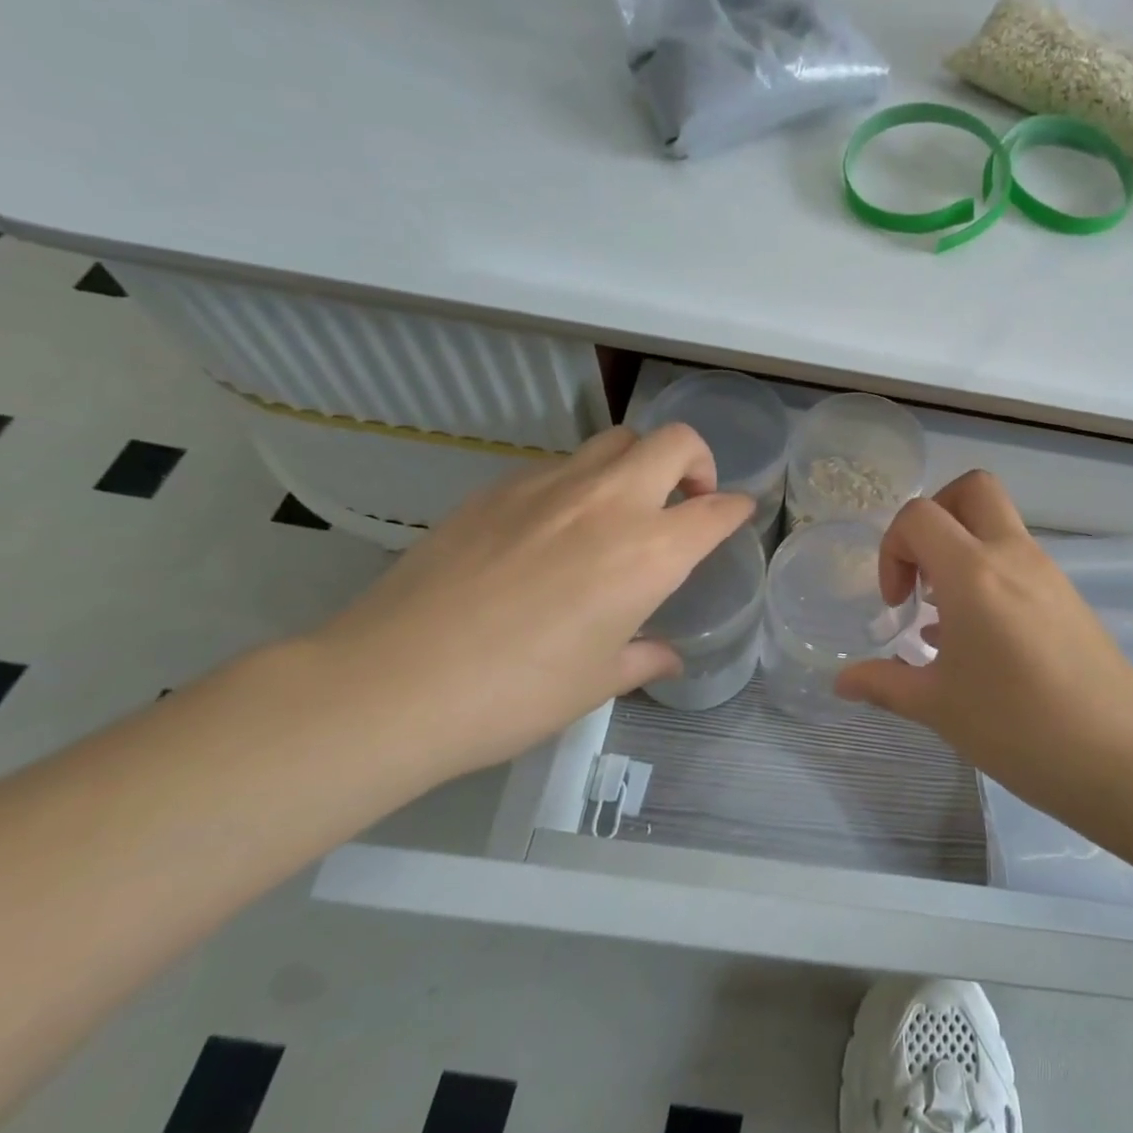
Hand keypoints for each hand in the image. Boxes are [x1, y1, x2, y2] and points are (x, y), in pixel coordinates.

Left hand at [304, 425, 753, 779]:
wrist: (394, 682)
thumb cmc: (516, 693)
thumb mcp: (597, 683)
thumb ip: (644, 659)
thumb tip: (668, 656)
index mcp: (649, 553)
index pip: (716, 510)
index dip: (736, 508)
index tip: (737, 513)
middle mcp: (610, 503)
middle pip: (675, 442)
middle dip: (697, 460)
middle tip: (685, 499)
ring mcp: (551, 485)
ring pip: (616, 439)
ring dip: (638, 462)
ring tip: (621, 507)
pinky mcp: (498, 486)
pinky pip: (559, 464)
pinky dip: (580, 481)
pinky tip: (553, 527)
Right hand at [834, 471, 1132, 809]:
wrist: (1121, 757)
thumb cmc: (1017, 727)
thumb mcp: (938, 707)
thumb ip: (885, 683)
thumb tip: (841, 681)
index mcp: (973, 572)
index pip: (920, 515)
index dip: (893, 548)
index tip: (896, 603)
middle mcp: (1013, 555)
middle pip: (972, 490)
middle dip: (935, 516)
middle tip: (922, 572)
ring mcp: (1048, 572)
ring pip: (999, 524)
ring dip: (963, 550)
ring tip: (947, 618)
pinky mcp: (1069, 595)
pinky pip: (1020, 559)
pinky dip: (991, 574)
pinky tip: (982, 638)